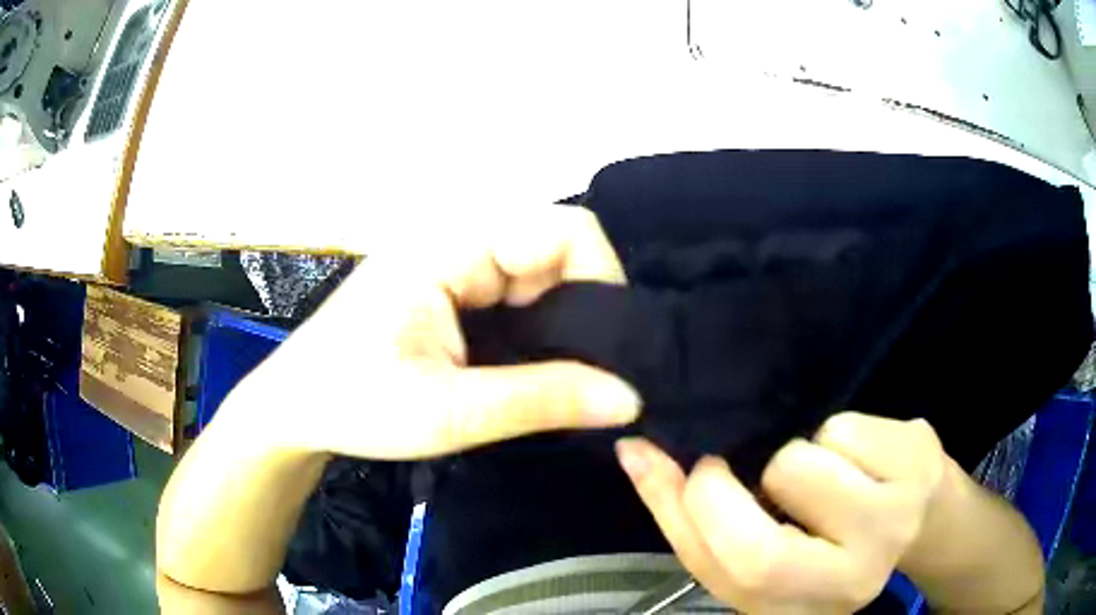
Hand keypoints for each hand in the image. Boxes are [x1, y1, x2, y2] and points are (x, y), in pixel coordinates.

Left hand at [245, 204, 640, 459]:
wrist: (294, 409)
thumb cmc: (352, 404)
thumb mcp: (448, 411)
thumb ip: (542, 399)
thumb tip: (630, 397)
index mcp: (452, 245)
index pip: (565, 230)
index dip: (604, 280)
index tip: (614, 349)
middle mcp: (459, 239)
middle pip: (557, 251)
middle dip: (587, 310)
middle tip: (597, 376)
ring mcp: (453, 263)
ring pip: (540, 276)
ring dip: (563, 325)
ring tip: (571, 380)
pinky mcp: (450, 289)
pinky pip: (517, 296)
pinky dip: (539, 332)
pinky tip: (538, 371)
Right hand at [617, 412, 945, 613]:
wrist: (920, 514)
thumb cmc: (830, 534)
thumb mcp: (760, 544)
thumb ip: (692, 514)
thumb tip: (635, 452)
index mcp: (799, 609)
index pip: (725, 577)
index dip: (681, 514)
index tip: (664, 462)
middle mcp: (849, 584)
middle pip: (762, 552)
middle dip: (723, 490)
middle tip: (723, 463)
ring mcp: (893, 525)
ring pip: (802, 467)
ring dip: (790, 455)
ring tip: (811, 468)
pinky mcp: (919, 464)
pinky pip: (844, 429)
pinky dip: (832, 431)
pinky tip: (854, 452)